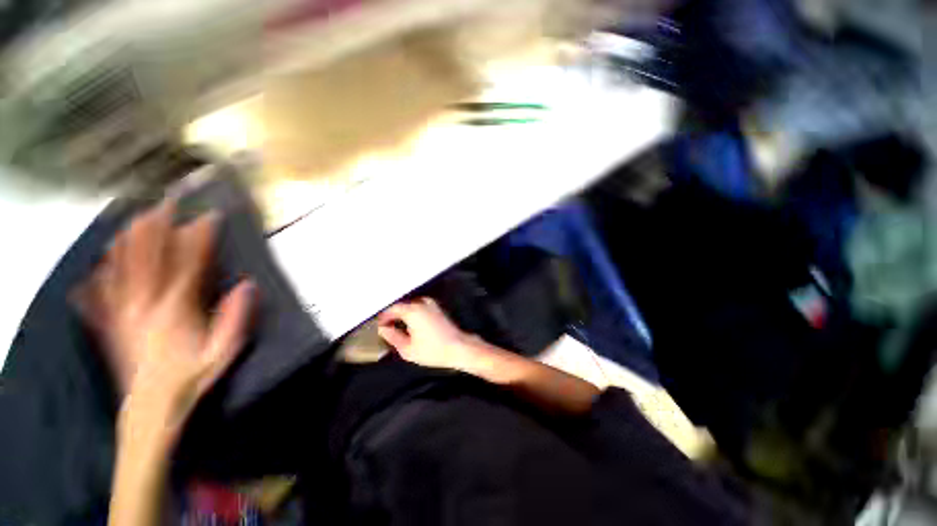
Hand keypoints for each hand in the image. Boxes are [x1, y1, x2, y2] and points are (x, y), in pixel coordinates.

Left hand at [74, 199, 254, 447]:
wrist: (150, 409)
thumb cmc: (192, 379)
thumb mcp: (224, 352)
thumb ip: (235, 318)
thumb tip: (246, 284)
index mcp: (175, 309)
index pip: (188, 263)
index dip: (198, 238)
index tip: (208, 218)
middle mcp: (145, 304)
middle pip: (148, 257)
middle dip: (159, 228)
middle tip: (166, 204)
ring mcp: (123, 312)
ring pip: (122, 267)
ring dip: (130, 240)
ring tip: (137, 218)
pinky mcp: (111, 322)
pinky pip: (104, 288)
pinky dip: (106, 268)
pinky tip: (105, 257)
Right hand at [376, 298, 482, 370]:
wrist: (458, 347)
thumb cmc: (433, 350)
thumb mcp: (407, 349)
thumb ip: (393, 337)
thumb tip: (384, 329)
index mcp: (412, 310)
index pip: (392, 309)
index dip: (383, 317)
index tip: (378, 325)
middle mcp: (421, 303)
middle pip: (402, 305)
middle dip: (393, 314)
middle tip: (386, 326)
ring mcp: (431, 304)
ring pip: (411, 305)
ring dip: (403, 313)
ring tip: (397, 326)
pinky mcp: (437, 308)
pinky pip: (419, 306)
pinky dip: (413, 312)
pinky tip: (411, 324)